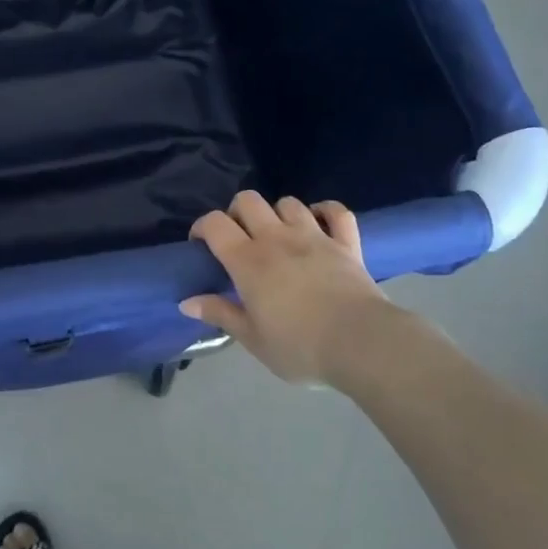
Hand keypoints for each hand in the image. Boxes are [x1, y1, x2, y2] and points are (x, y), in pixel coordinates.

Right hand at [181, 192, 387, 384]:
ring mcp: (314, 236)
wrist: (361, 344)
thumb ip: (220, 314)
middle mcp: (277, 238)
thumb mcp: (253, 339)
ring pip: (288, 202)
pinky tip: (320, 222)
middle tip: (239, 238)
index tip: (200, 244)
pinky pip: (337, 212)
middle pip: (248, 201)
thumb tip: (186, 301)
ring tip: (278, 235)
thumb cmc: (300, 347)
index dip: (202, 227)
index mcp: (248, 261)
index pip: (215, 224)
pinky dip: (326, 211)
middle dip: (237, 212)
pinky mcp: (346, 243)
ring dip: (278, 214)